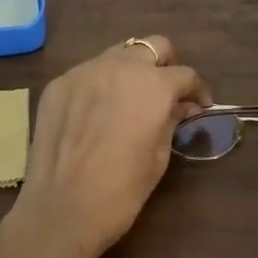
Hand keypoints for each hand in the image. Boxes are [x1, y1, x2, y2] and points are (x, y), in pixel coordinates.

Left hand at [0, 36, 211, 257]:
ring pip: (117, 54)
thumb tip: (182, 106)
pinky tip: (97, 112)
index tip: (199, 106)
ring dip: (131, 70)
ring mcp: (84, 71)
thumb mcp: (159, 157)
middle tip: (166, 93)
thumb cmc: (121, 191)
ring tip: (129, 99)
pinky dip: (100, 84)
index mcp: (153, 85)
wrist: (61, 210)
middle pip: (152, 47)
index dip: (197, 90)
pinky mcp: (58, 84)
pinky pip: (87, 73)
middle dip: (165, 66)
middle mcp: (119, 66)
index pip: (185, 74)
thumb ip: (171, 121)